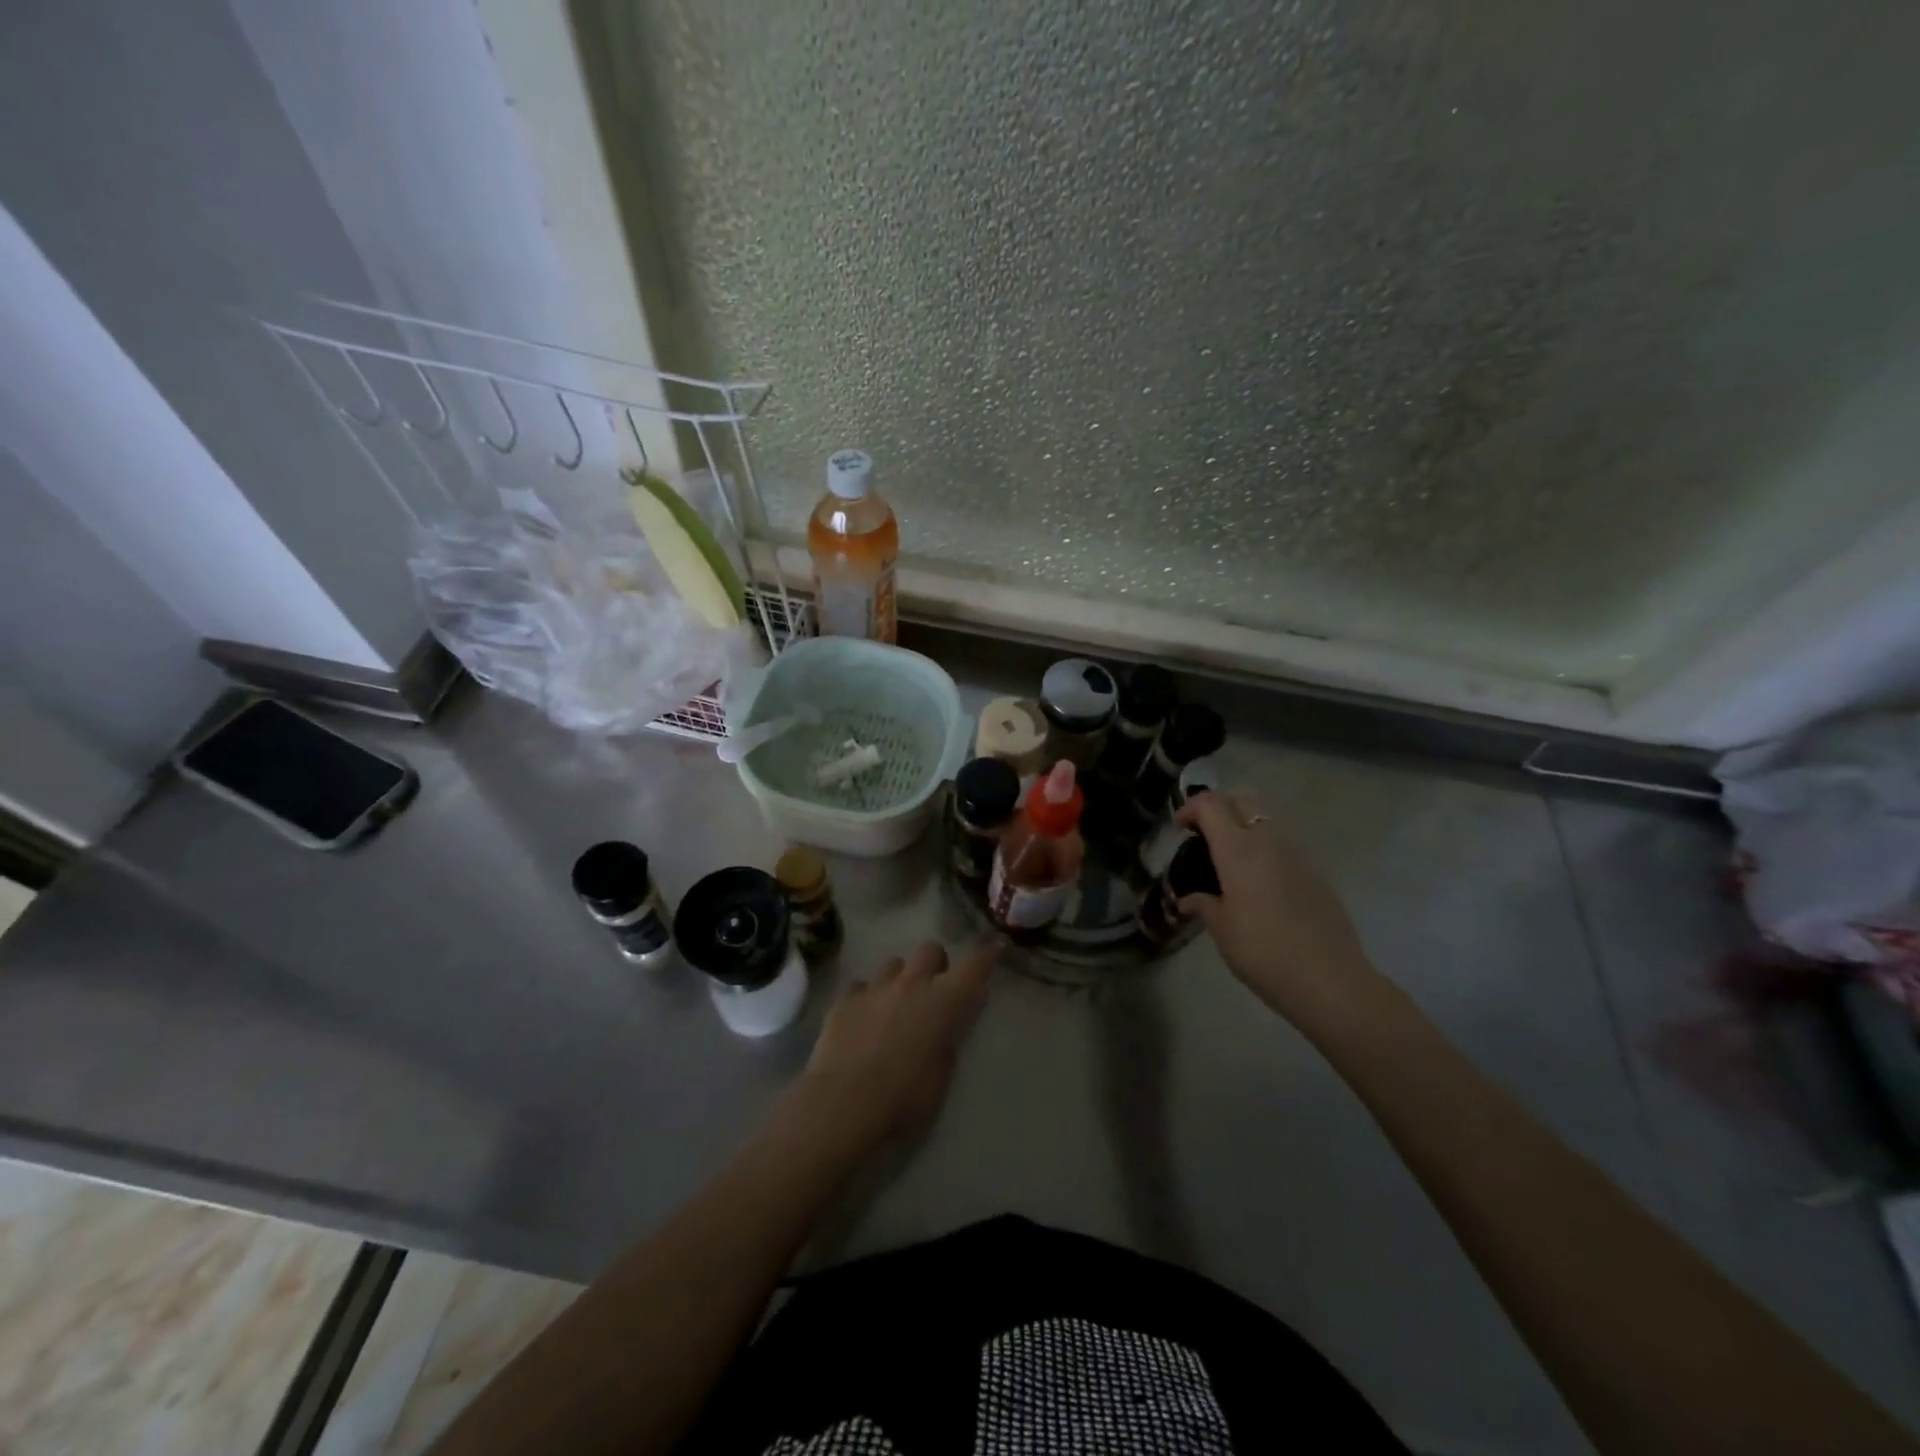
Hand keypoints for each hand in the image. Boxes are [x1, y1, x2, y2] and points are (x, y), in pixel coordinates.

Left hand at [789, 939, 998, 1157]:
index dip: (986, 954)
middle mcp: (911, 985)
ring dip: (900, 978)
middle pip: (930, 949)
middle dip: (936, 963)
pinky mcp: (844, 999)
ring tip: (893, 1004)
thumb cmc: (902, 1098)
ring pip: (893, 963)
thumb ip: (944, 1047)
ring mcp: (875, 988)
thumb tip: (941, 1033)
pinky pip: (861, 985)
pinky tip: (862, 1018)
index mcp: (942, 1003)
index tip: (995, 944)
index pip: (973, 968)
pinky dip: (867, 997)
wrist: (842, 1102)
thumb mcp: (939, 1081)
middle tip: (933, 988)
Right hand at [1175, 792, 1375, 1023]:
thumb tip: (1188, 899)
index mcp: (1238, 849)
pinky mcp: (1315, 873)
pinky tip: (1259, 886)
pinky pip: (1283, 846)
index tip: (1180, 829)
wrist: (1329, 980)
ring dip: (1244, 827)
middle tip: (1205, 834)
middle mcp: (1268, 841)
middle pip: (1243, 798)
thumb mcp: (1222, 930)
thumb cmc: (1263, 952)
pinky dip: (1264, 850)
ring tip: (1230, 862)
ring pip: (1266, 820)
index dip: (1190, 808)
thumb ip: (1203, 905)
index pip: (1211, 804)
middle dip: (1220, 806)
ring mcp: (1297, 854)